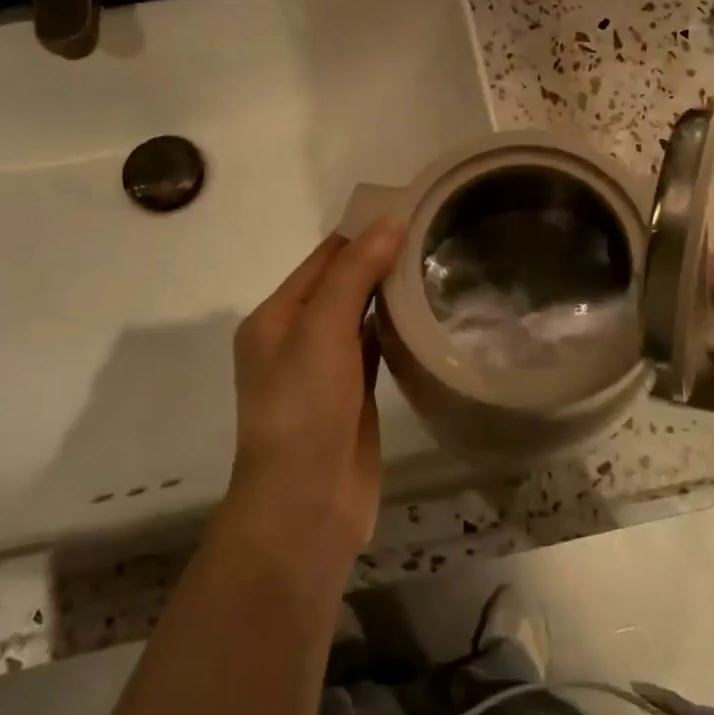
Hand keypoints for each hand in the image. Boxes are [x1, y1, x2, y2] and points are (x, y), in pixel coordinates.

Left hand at [227, 218, 406, 562]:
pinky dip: (396, 329)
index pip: (323, 259)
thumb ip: (353, 273)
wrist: (306, 505)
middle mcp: (297, 339)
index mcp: (276, 318)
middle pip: (342, 286)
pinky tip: (427, 314)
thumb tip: (389, 220)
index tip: (409, 209)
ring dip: (390, 294)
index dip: (362, 233)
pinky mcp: (354, 397)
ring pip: (360, 317)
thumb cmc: (304, 409)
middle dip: (380, 260)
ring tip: (437, 263)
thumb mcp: (321, 330)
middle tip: (434, 233)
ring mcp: (326, 371)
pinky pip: (376, 350)